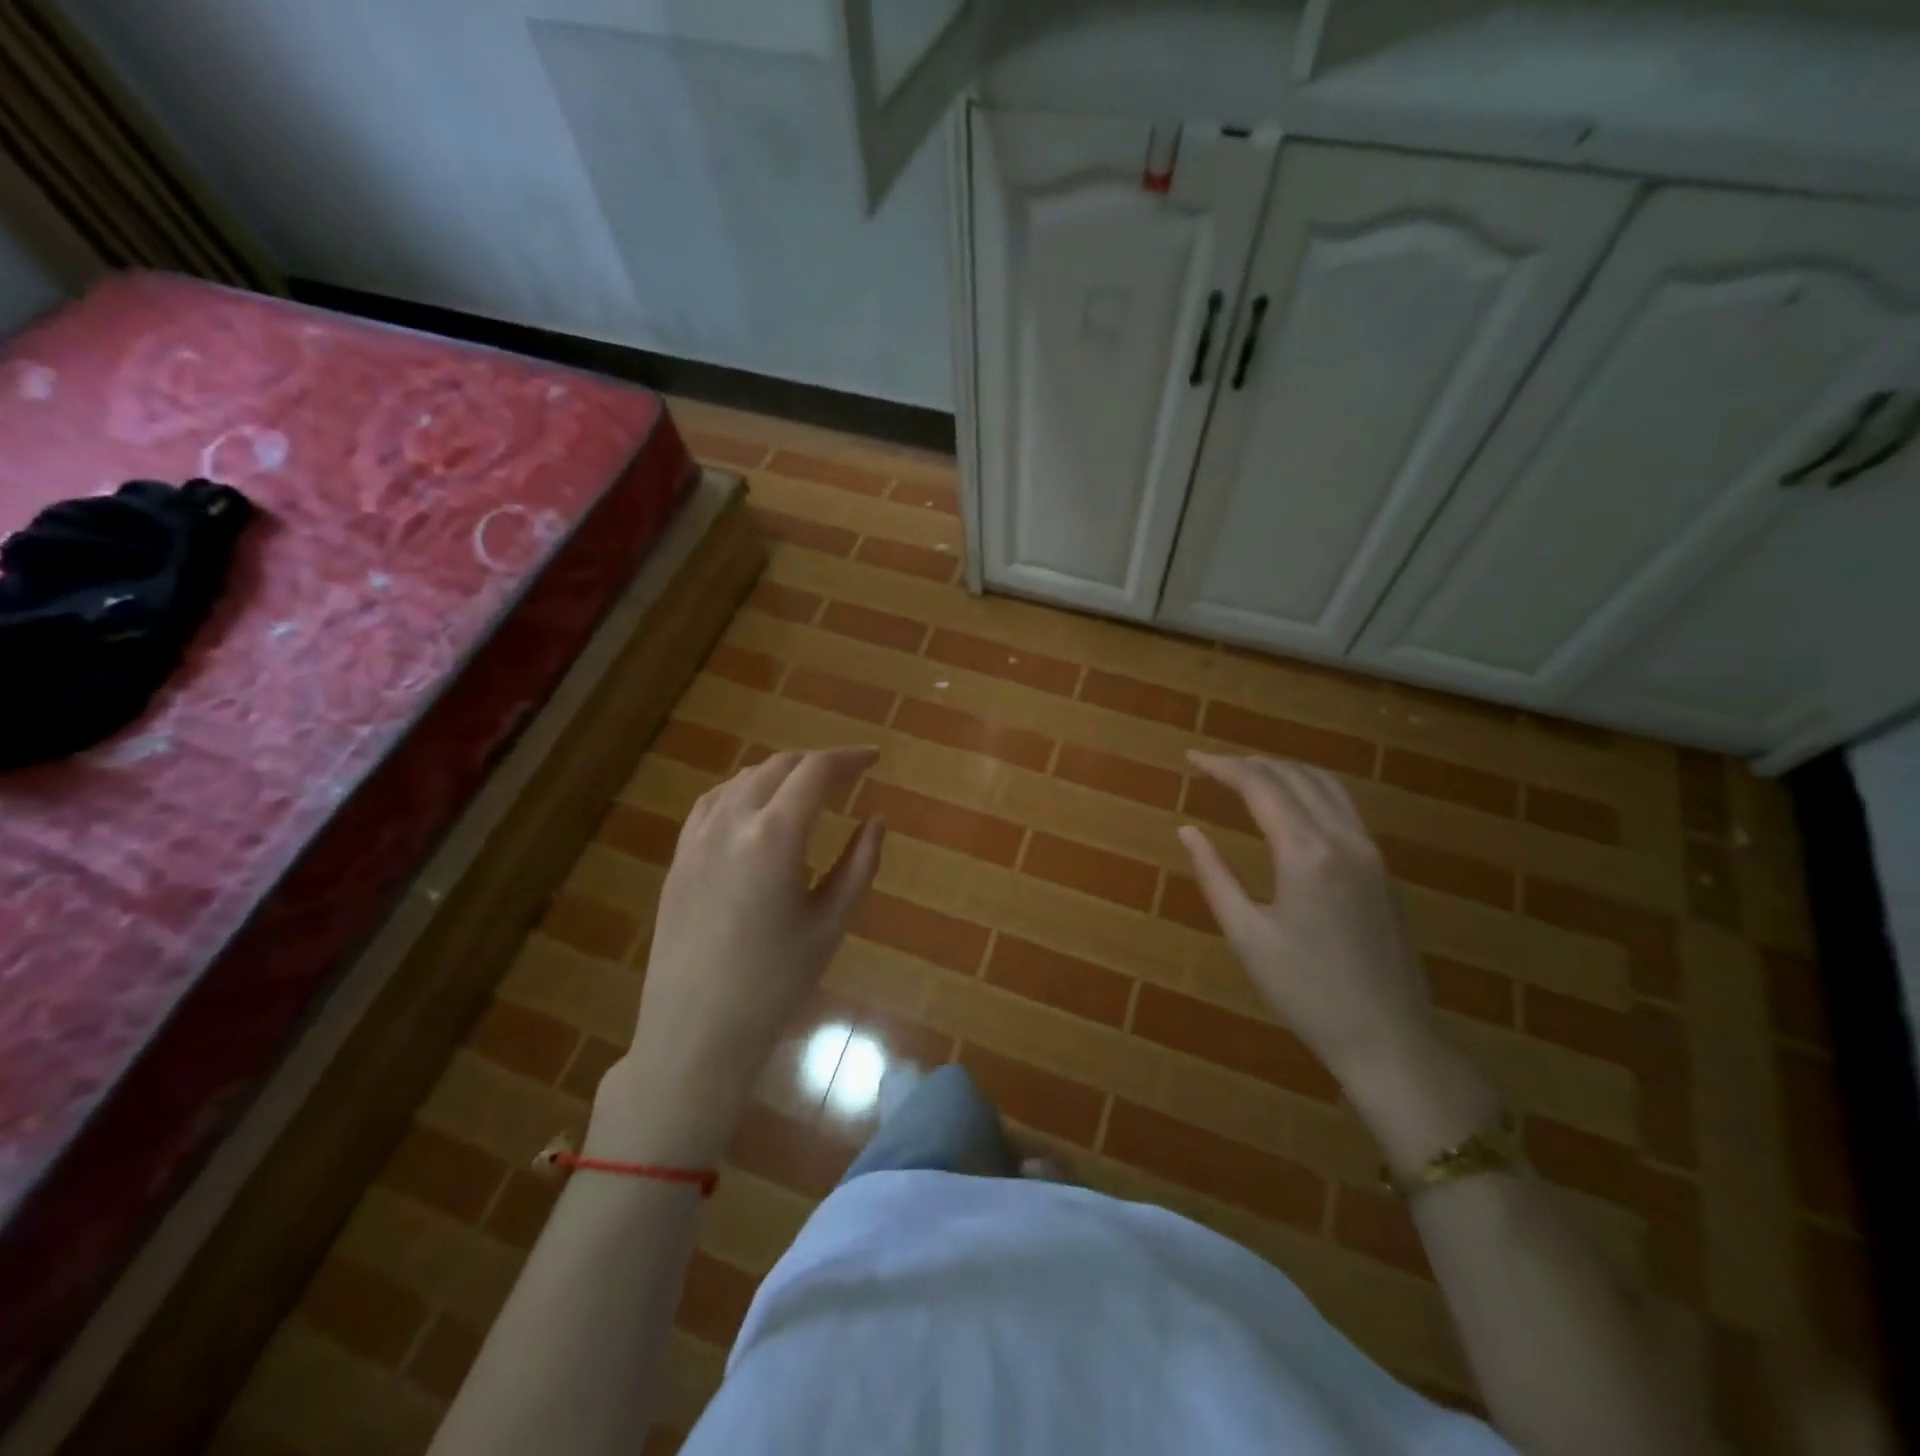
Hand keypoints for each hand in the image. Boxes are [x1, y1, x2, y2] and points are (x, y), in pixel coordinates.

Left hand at [595, 748, 884, 1162]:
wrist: (694, 1032)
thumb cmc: (774, 984)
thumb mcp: (830, 924)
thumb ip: (859, 864)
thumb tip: (876, 820)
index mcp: (774, 835)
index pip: (817, 772)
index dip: (849, 758)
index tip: (874, 759)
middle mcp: (732, 822)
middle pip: (780, 766)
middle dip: (818, 763)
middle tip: (849, 776)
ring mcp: (697, 837)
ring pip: (744, 779)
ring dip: (781, 774)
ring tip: (808, 790)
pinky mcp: (679, 857)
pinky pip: (713, 802)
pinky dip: (744, 791)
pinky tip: (756, 809)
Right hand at [1177, 753, 1436, 1086]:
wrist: (1390, 1039)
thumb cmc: (1307, 993)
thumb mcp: (1247, 937)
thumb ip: (1215, 876)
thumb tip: (1187, 831)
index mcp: (1306, 854)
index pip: (1261, 787)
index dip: (1223, 766)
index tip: (1191, 759)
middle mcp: (1343, 839)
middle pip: (1294, 776)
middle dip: (1249, 764)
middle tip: (1210, 766)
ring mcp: (1370, 852)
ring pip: (1325, 785)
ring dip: (1283, 770)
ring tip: (1246, 775)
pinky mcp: (1382, 868)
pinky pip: (1344, 806)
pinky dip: (1310, 789)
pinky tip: (1291, 804)